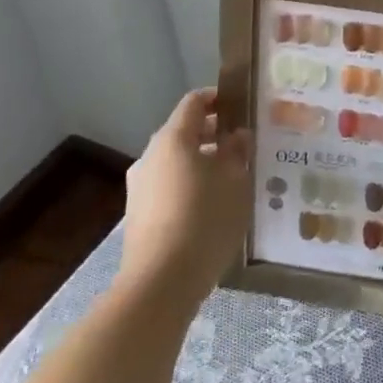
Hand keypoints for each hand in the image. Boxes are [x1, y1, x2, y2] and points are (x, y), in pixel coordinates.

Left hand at [118, 88, 251, 312]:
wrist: (160, 284)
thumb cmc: (204, 220)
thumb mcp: (235, 181)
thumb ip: (237, 151)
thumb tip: (237, 135)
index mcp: (173, 138)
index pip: (195, 102)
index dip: (219, 98)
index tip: (242, 106)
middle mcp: (151, 155)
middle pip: (183, 131)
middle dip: (213, 133)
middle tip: (243, 144)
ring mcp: (140, 187)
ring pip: (175, 161)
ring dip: (201, 162)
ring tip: (231, 178)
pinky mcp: (138, 215)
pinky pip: (168, 186)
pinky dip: (189, 185)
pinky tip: (211, 206)